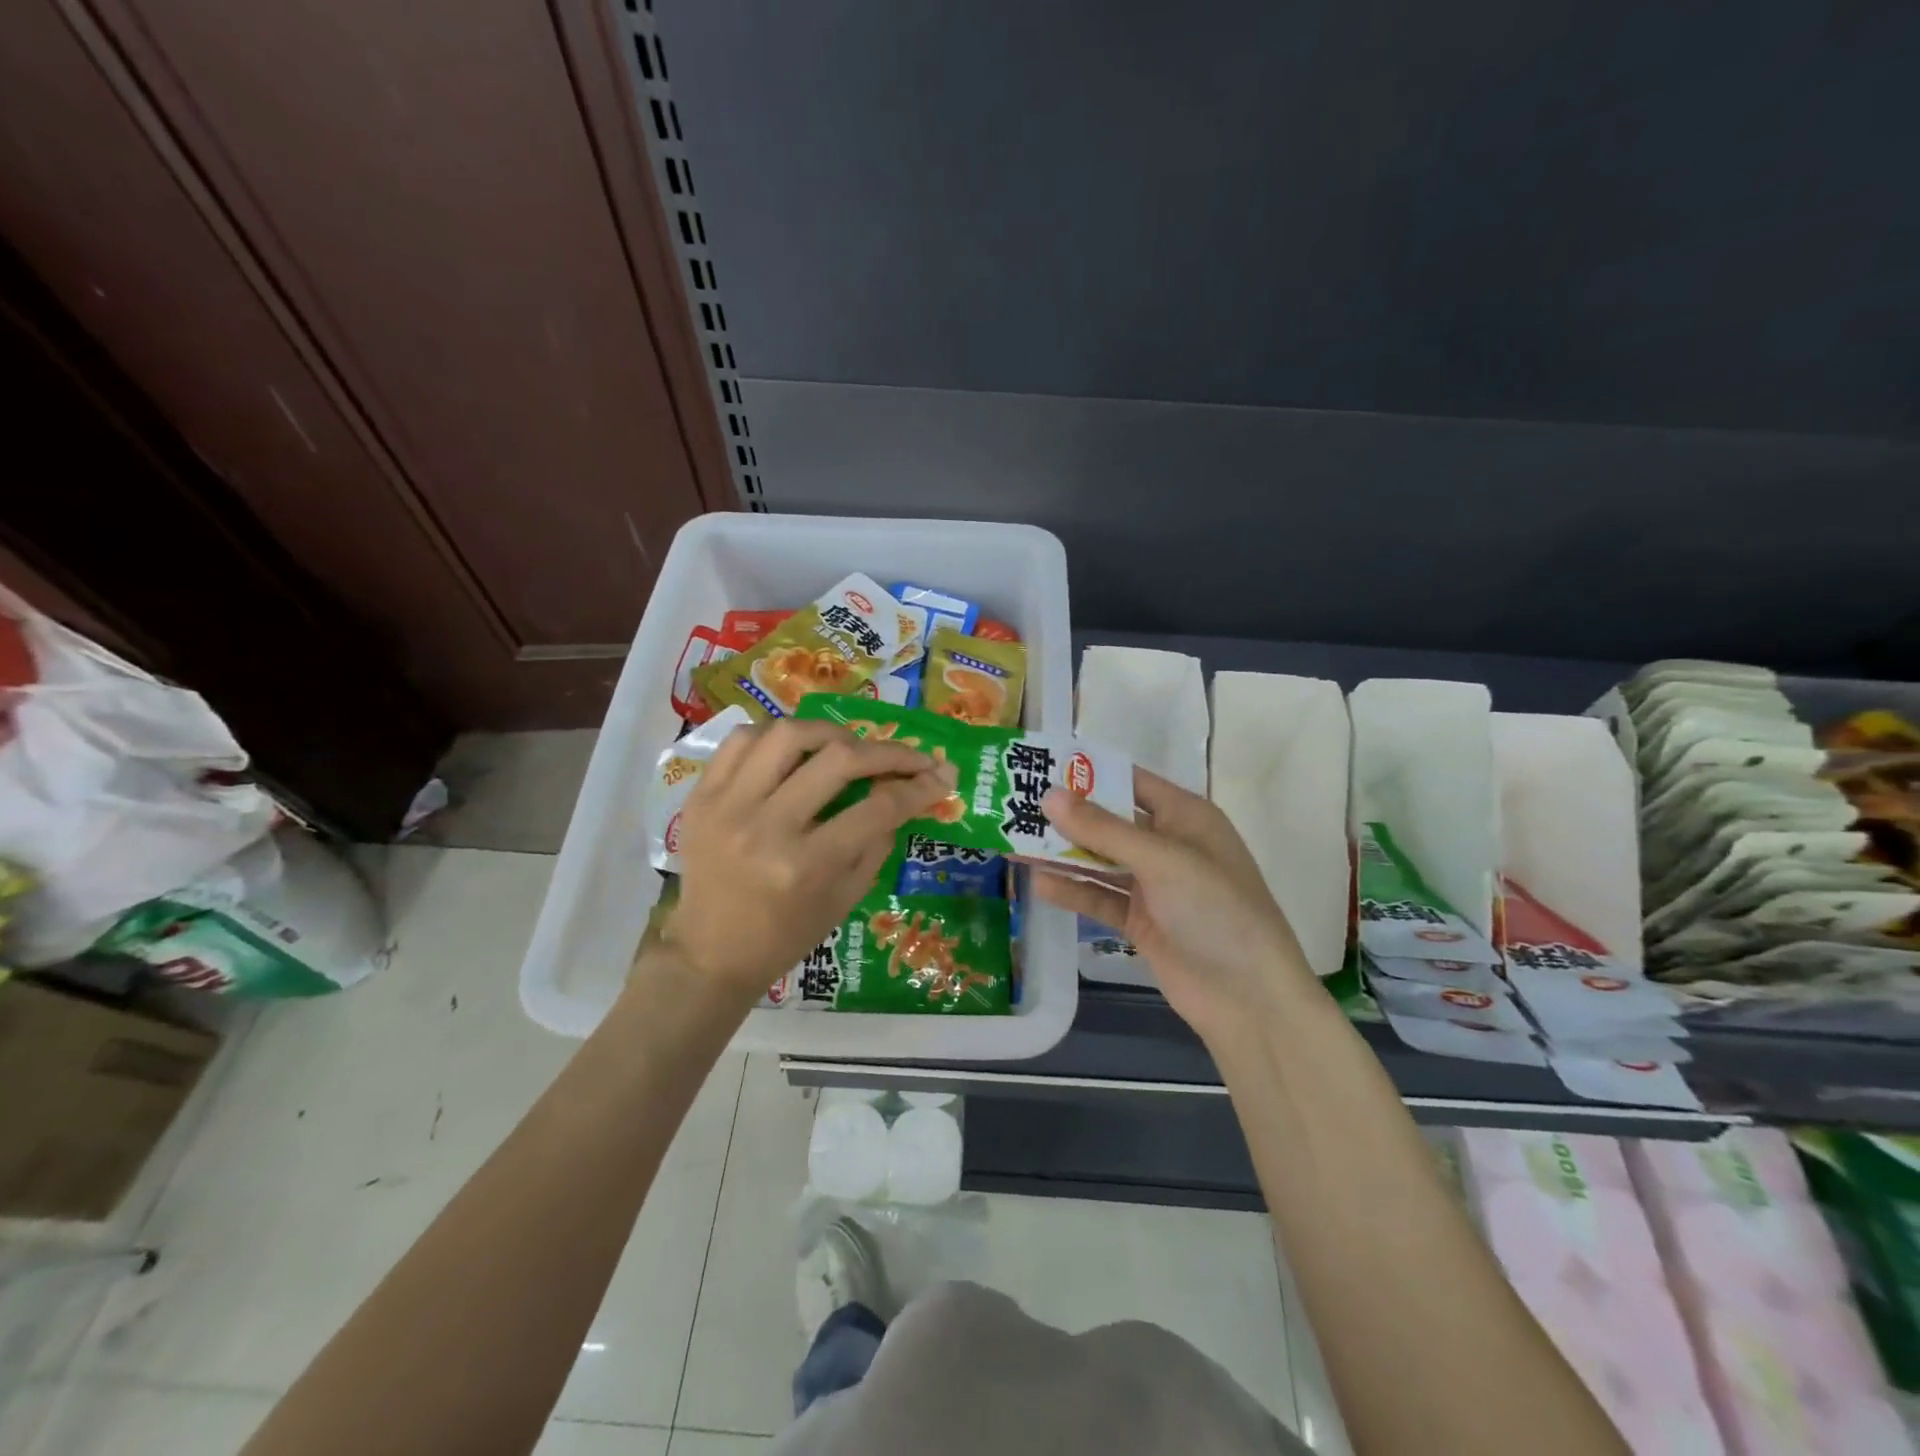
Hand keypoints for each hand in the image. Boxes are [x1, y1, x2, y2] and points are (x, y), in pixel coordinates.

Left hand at [660, 719, 955, 1004]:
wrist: (710, 953)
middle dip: (888, 752)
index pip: (876, 808)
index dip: (919, 787)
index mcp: (805, 866)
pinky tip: (797, 749)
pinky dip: (777, 736)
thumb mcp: (846, 899)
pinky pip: (741, 740)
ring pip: (788, 735)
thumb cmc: (786, 935)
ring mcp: (727, 806)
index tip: (940, 775)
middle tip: (909, 757)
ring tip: (850, 747)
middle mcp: (765, 828)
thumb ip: (878, 841)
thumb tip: (907, 792)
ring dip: (831, 734)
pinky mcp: (701, 796)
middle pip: (838, 760)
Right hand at [1033, 767, 1317, 1046]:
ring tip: (1015, 843)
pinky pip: (1100, 897)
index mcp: (1185, 817)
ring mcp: (1153, 885)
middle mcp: (1167, 845)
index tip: (1041, 765)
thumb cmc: (1216, 910)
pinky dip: (1073, 890)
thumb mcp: (1161, 860)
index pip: (1130, 781)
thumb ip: (1103, 829)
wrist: (1248, 997)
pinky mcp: (1140, 921)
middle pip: (1109, 821)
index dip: (1089, 773)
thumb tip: (1049, 795)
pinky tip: (1039, 884)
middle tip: (1015, 806)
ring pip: (1100, 861)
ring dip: (1063, 854)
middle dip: (1067, 816)